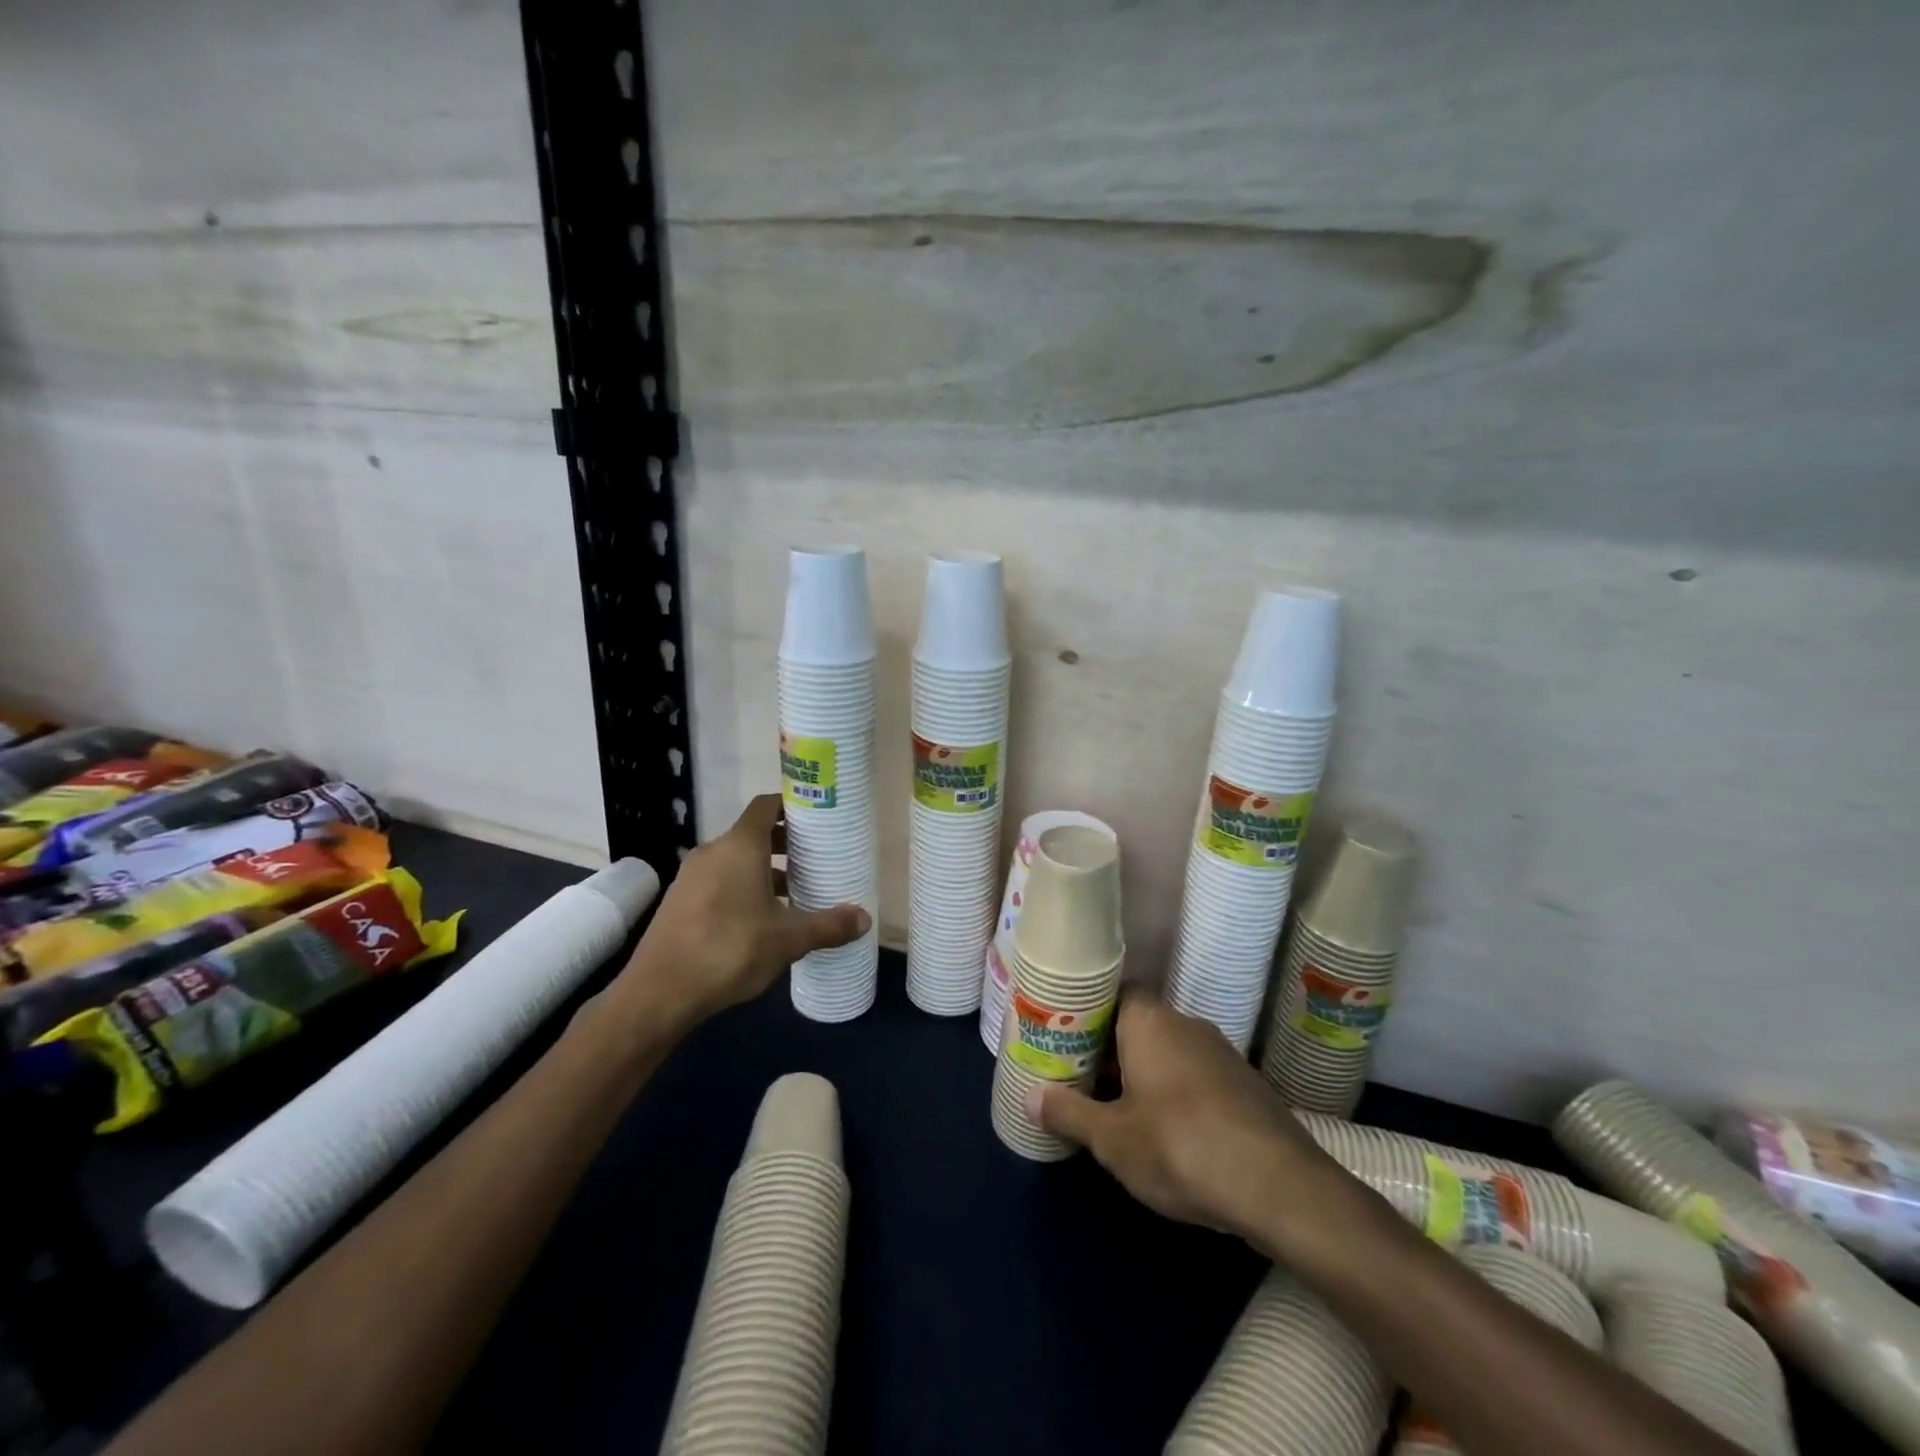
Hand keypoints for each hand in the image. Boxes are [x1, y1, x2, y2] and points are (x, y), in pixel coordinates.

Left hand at [613, 794, 868, 1024]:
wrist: (659, 993)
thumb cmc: (730, 950)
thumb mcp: (788, 940)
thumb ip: (828, 926)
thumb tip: (864, 919)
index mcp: (740, 846)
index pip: (766, 806)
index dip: (792, 805)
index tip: (818, 816)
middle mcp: (713, 851)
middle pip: (754, 833)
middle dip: (785, 842)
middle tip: (816, 856)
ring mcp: (691, 876)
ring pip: (736, 859)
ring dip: (765, 869)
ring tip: (795, 891)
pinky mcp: (680, 901)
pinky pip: (719, 880)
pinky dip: (743, 886)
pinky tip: (762, 918)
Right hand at [1028, 992, 1349, 1244]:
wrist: (1280, 1187)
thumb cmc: (1180, 1146)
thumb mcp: (1112, 1139)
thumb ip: (1069, 1112)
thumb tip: (1030, 1096)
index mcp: (1150, 1020)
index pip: (1115, 990)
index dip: (1090, 1010)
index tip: (1066, 1035)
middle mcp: (1186, 1024)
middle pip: (1139, 1023)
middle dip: (1111, 1049)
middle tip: (1081, 1076)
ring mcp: (1222, 1053)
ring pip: (1168, 1051)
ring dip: (1144, 1073)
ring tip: (1116, 1107)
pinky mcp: (1246, 1086)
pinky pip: (1196, 1076)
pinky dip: (1176, 1093)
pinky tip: (1167, 1131)